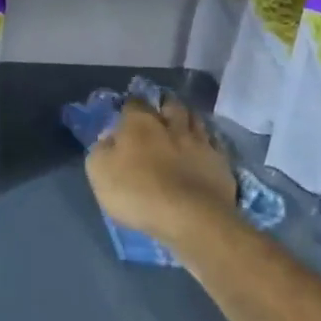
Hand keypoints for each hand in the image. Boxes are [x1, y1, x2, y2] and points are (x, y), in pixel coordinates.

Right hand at [85, 97, 237, 247]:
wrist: (190, 217)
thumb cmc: (138, 193)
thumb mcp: (100, 173)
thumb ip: (101, 150)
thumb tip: (109, 139)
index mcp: (140, 124)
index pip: (134, 103)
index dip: (130, 108)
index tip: (126, 116)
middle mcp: (172, 125)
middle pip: (170, 105)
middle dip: (164, 106)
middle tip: (159, 115)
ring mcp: (200, 142)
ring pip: (196, 120)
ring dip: (188, 120)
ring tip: (183, 126)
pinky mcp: (220, 161)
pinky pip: (213, 143)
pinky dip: (207, 142)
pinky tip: (203, 148)